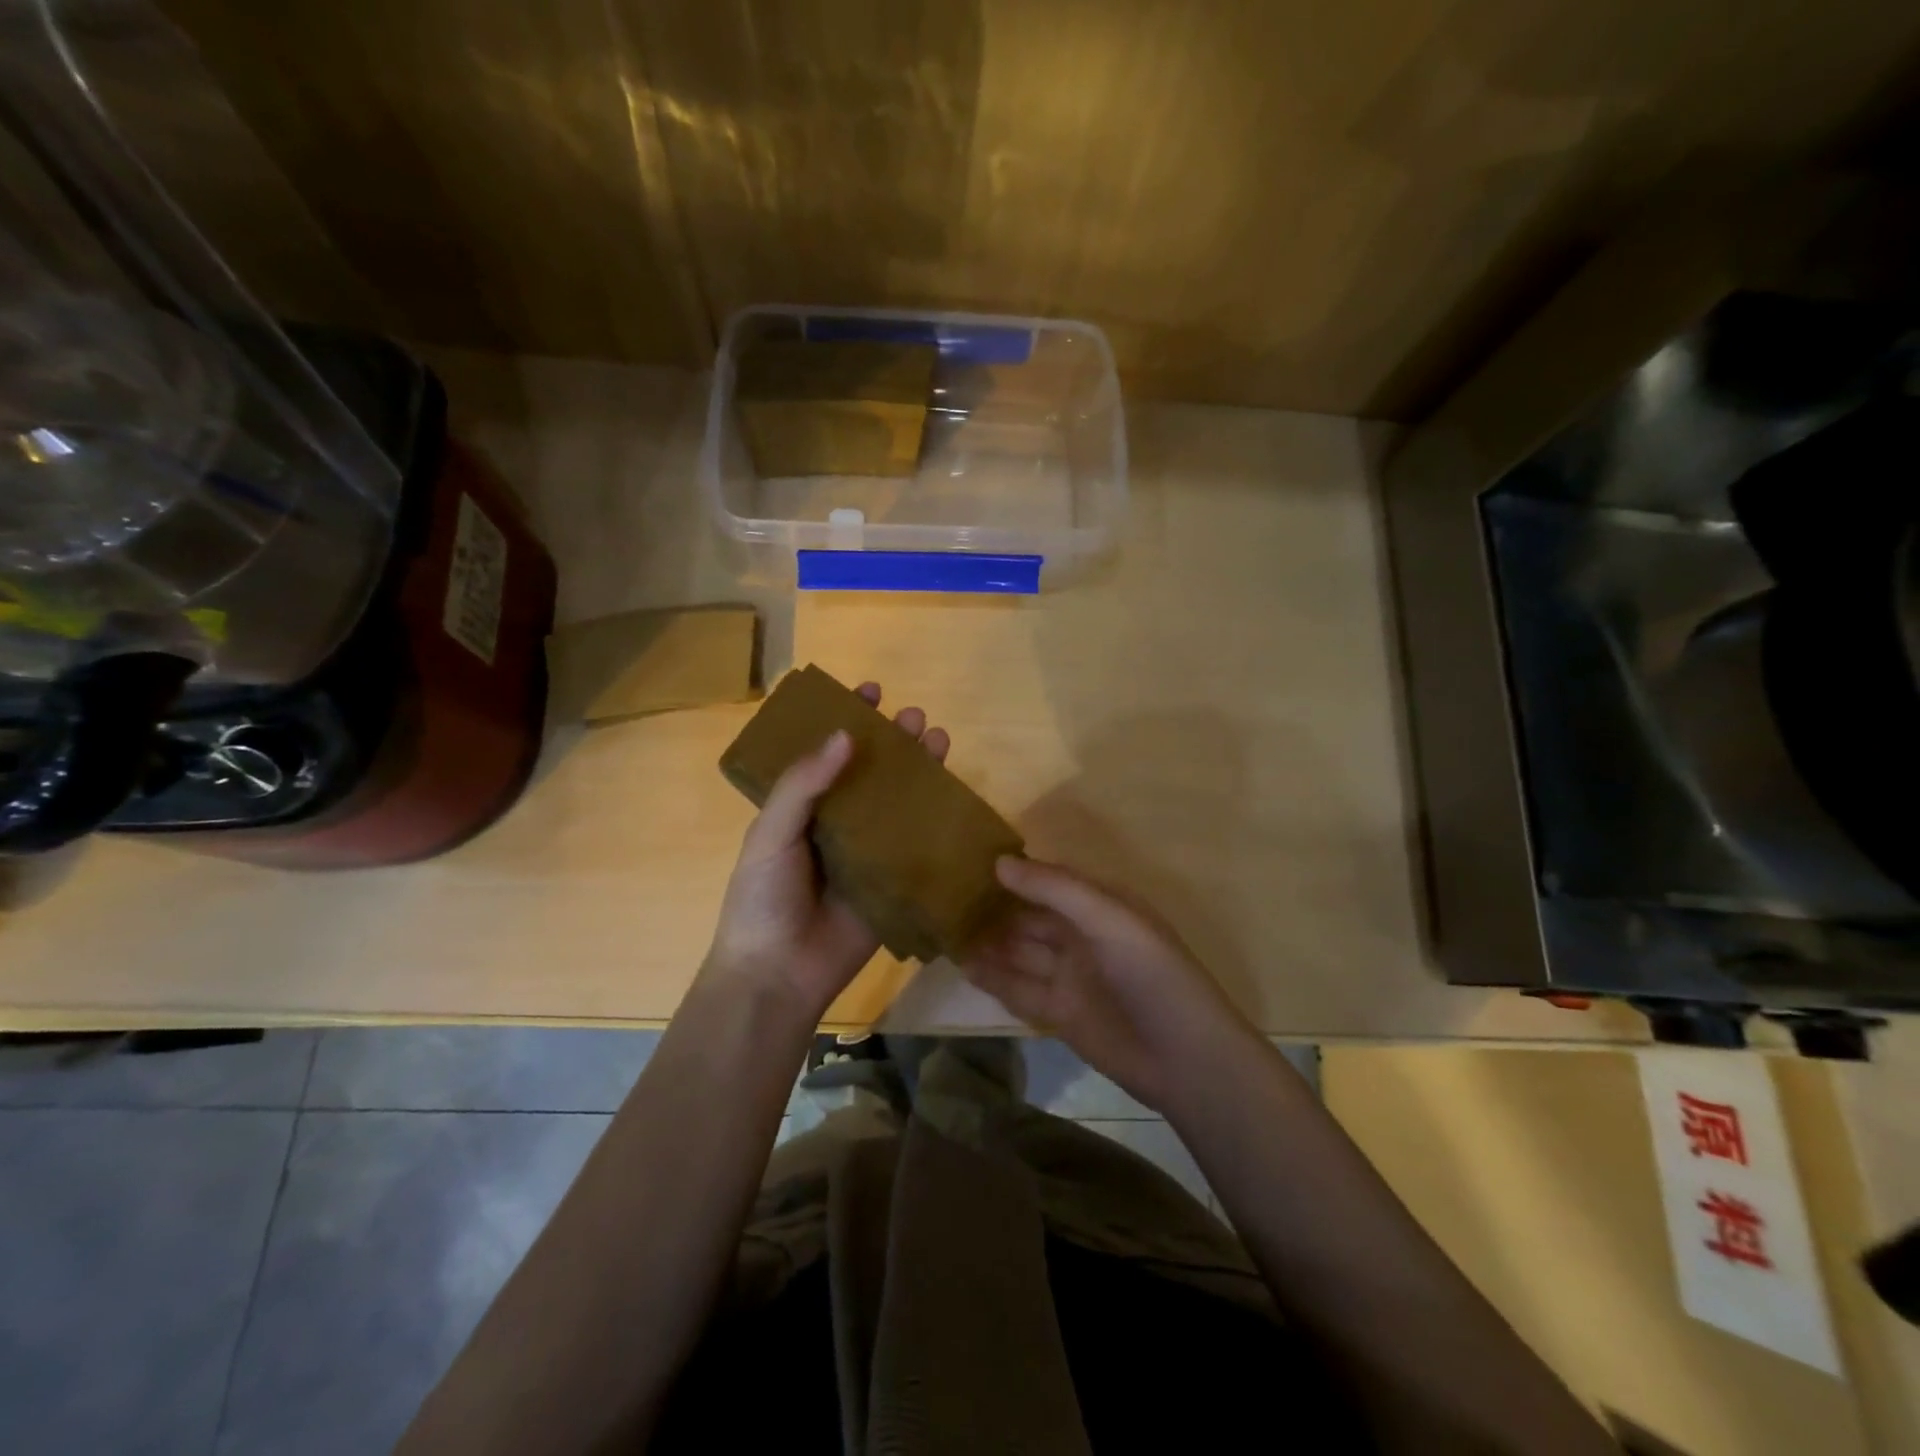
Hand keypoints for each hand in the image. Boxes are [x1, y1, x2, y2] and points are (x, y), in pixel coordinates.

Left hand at [703, 682, 950, 1021]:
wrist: (778, 972)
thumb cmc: (763, 897)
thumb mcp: (771, 833)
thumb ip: (802, 785)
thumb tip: (845, 735)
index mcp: (802, 808)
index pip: (828, 753)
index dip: (847, 720)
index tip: (869, 691)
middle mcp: (837, 822)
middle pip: (871, 772)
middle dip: (892, 741)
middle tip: (912, 717)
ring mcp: (868, 852)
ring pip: (899, 801)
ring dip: (919, 770)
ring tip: (938, 739)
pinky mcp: (893, 880)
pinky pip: (917, 844)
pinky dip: (936, 819)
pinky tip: (954, 794)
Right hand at [961, 857, 1256, 1114]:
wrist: (1184, 1058)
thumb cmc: (1151, 973)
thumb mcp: (1108, 919)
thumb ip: (1055, 889)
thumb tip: (998, 861)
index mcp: (1100, 906)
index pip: (1048, 881)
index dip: (1013, 871)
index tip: (968, 859)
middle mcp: (1082, 936)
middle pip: (1029, 916)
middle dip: (993, 907)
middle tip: (943, 895)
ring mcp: (1070, 976)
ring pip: (1019, 951)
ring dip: (987, 941)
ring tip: (943, 927)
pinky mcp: (1059, 1013)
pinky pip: (1019, 988)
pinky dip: (993, 977)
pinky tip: (962, 964)